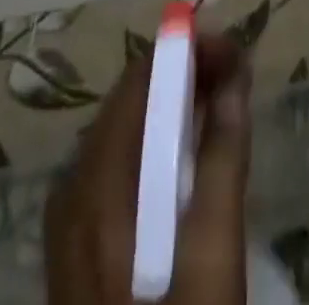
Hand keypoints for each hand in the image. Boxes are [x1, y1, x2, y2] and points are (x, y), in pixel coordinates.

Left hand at [46, 32, 252, 304]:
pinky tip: (188, 158)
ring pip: (125, 130)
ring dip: (175, 106)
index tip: (238, 54)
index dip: (190, 51)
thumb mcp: (211, 257)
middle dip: (187, 74)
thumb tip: (235, 77)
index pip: (142, 79)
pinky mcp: (76, 245)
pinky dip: (156, 144)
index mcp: (98, 184)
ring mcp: (69, 219)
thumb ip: (222, 158)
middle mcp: (73, 187)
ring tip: (224, 106)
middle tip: (239, 78)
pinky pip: (117, 166)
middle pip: (131, 100)